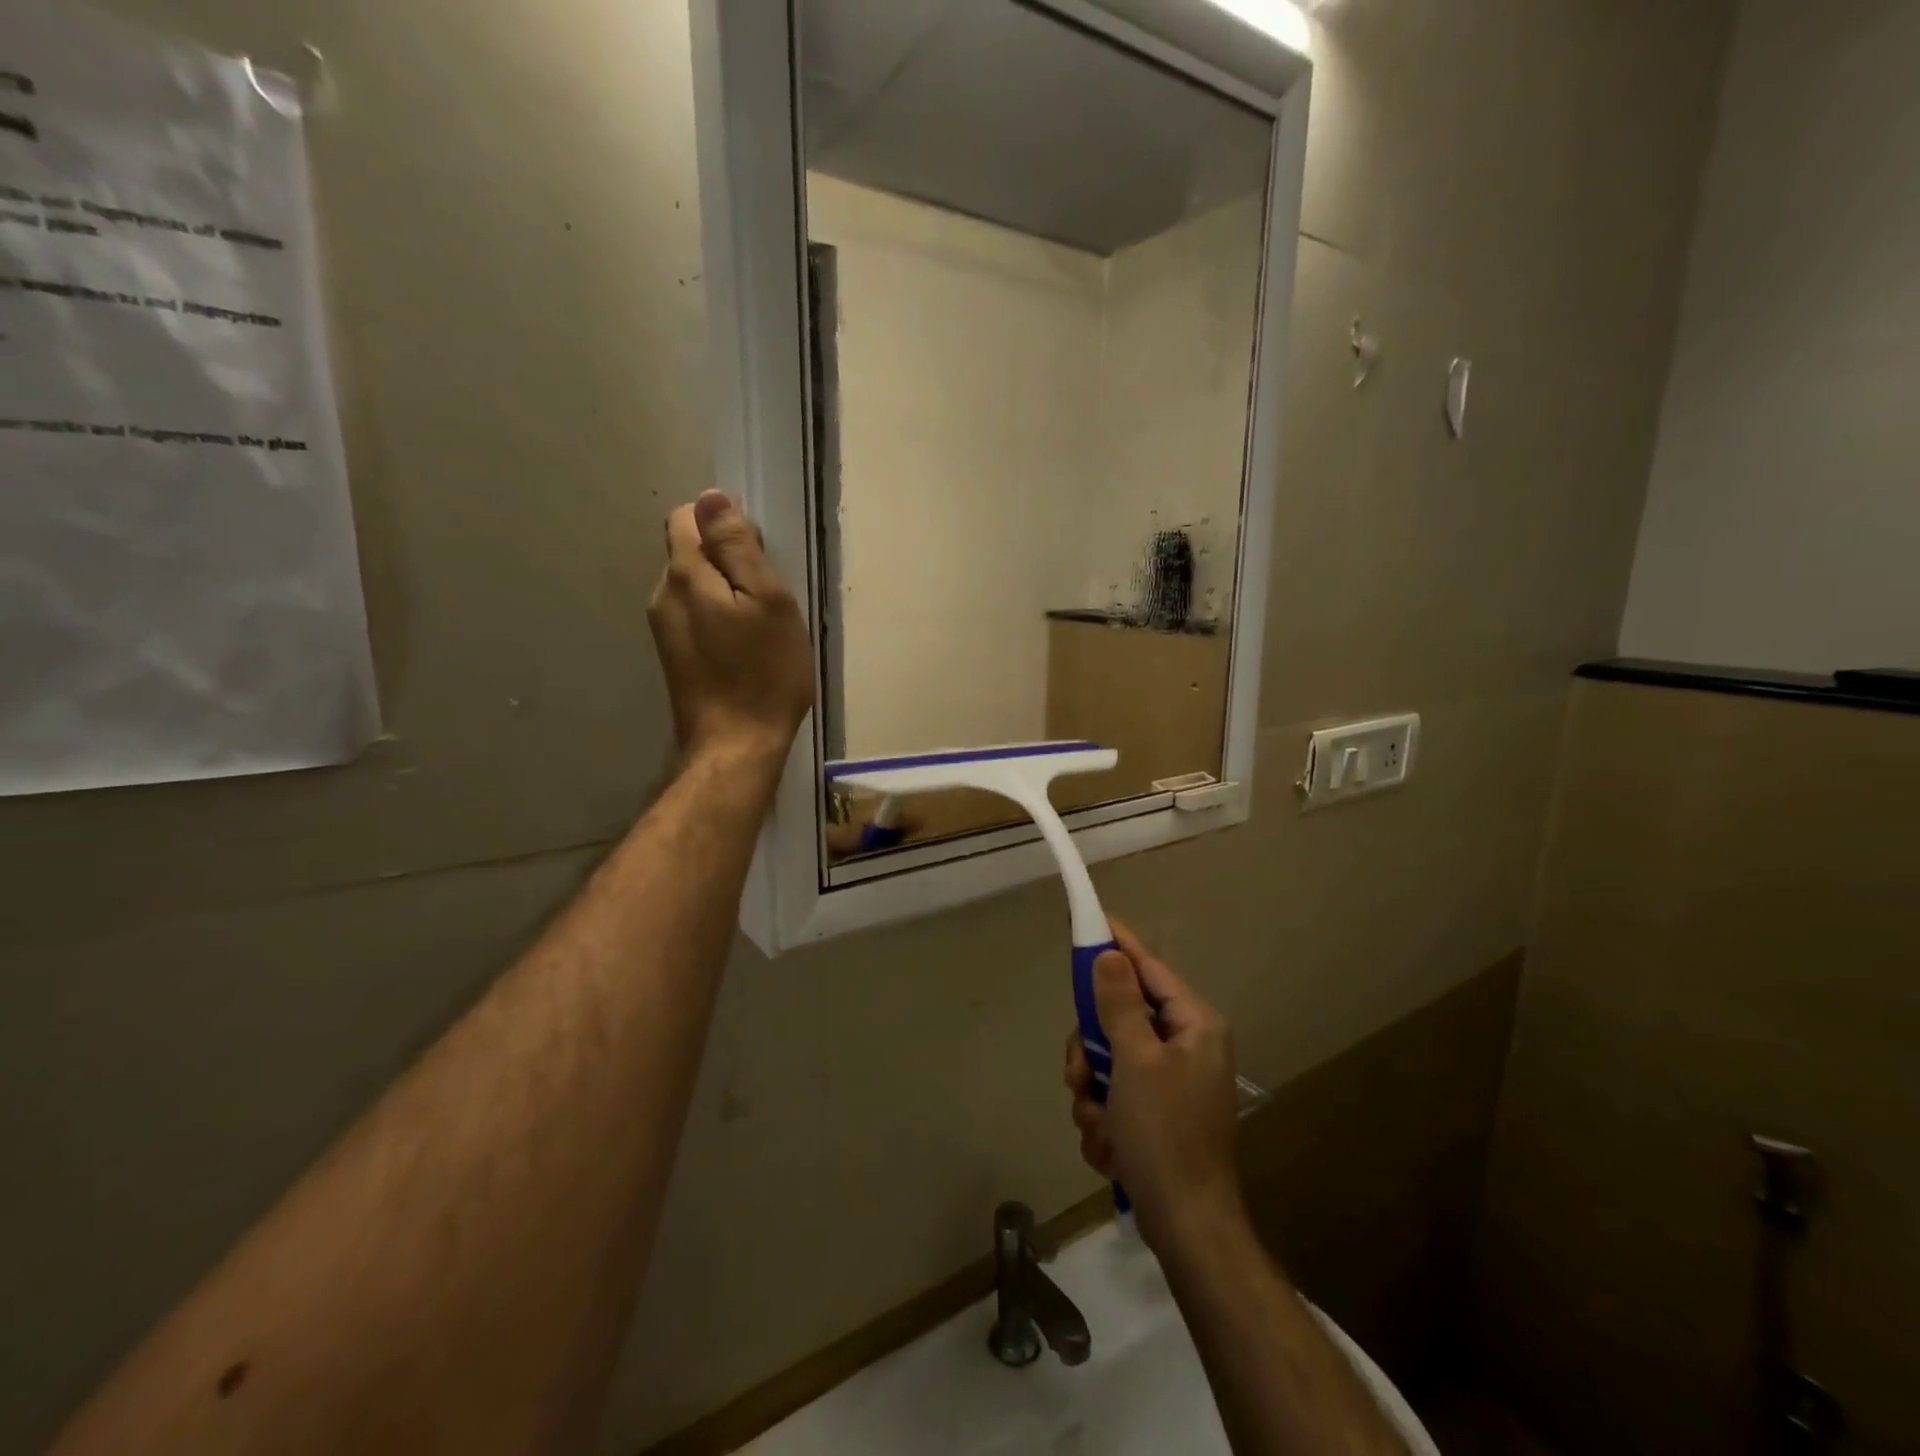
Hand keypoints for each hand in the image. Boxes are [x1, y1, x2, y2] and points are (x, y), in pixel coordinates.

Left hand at [648, 492, 813, 766]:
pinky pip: (694, 616)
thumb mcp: (767, 601)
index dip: (724, 525)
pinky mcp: (673, 656)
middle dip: (726, 561)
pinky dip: (718, 619)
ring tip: (759, 628)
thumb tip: (711, 497)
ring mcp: (663, 629)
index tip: (758, 556)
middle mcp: (663, 595)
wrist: (736, 746)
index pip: (687, 517)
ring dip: (724, 593)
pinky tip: (743, 649)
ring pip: (694, 587)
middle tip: (767, 599)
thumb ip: (738, 547)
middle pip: (690, 553)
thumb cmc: (764, 673)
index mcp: (685, 576)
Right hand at [1064, 921, 1245, 1252]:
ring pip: (1109, 1060)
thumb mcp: (1135, 1061)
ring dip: (1093, 1093)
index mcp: (1194, 1025)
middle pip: (1119, 1018)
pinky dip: (1104, 1119)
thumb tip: (1109, 954)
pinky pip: (1114, 1095)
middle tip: (1079, 1075)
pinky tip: (1110, 1149)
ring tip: (1100, 1126)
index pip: (1149, 968)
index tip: (1091, 921)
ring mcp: (1171, 1082)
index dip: (1118, 945)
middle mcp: (1185, 1046)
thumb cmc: (1165, 1134)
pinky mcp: (1157, 1114)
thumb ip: (1119, 1003)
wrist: (1186, 1227)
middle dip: (1091, 1051)